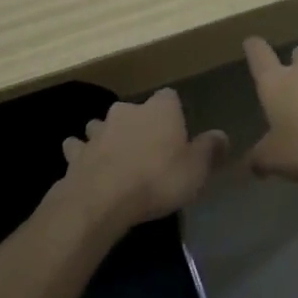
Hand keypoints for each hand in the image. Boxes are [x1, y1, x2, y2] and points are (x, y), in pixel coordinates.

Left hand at [57, 89, 227, 229]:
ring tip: (117, 158)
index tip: (177, 132)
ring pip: (103, 126)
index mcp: (160, 109)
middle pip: (134, 110)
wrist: (102, 200)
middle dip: (139, 124)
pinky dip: (83, 155)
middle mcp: (127, 111)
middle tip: (148, 149)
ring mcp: (97, 130)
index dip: (173, 113)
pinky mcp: (75, 153)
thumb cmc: (158, 179)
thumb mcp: (196, 169)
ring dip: (109, 137)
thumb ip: (209, 149)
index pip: (169, 97)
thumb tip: (221, 135)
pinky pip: (79, 148)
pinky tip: (87, 168)